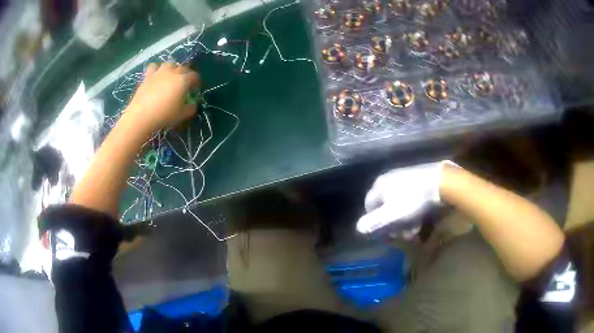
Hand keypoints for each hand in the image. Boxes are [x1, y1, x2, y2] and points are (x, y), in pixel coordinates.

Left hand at [124, 62, 199, 134]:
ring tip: (170, 76)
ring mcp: (159, 72)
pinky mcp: (147, 76)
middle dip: (186, 74)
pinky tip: (156, 76)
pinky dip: (156, 69)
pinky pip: (154, 67)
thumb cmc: (164, 115)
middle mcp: (173, 72)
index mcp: (183, 80)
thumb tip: (193, 105)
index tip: (194, 90)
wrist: (141, 116)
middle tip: (184, 84)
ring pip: (169, 64)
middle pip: (183, 67)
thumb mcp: (182, 115)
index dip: (196, 82)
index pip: (194, 76)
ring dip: (172, 68)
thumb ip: (190, 108)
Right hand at [356, 160, 456, 234]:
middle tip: (404, 236)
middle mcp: (390, 180)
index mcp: (380, 186)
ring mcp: (406, 179)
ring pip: (401, 206)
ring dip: (406, 223)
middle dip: (395, 226)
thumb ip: (373, 223)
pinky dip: (415, 213)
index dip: (375, 224)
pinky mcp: (420, 180)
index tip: (386, 236)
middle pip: (387, 209)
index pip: (369, 207)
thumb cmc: (414, 201)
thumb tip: (359, 228)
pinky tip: (423, 220)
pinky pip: (413, 200)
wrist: (443, 183)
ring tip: (417, 231)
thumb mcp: (391, 216)